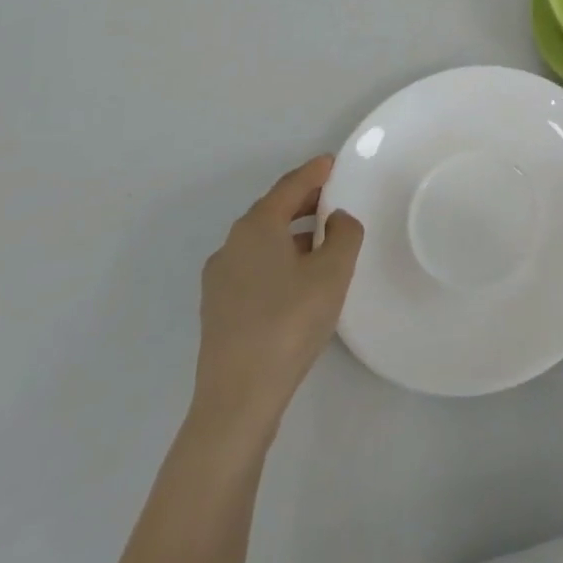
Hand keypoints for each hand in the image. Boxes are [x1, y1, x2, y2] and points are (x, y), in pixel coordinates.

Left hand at [191, 155, 362, 445]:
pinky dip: (279, 257)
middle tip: (334, 197)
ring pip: (263, 240)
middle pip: (273, 210)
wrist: (238, 399)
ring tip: (323, 239)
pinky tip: (299, 278)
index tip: (333, 162)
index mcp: (257, 227)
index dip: (314, 171)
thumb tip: (337, 220)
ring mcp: (220, 279)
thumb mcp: (333, 272)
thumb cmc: (289, 323)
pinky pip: (255, 265)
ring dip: (292, 232)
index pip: (290, 186)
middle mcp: (232, 245)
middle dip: (304, 201)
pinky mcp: (219, 309)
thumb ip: (344, 234)